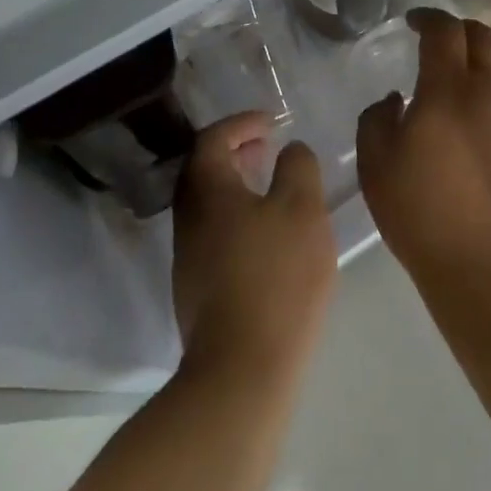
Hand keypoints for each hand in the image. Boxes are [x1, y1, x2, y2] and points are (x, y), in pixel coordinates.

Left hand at [173, 113, 336, 380]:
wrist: (243, 368)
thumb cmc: (277, 276)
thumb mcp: (302, 208)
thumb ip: (298, 167)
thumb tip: (290, 151)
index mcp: (207, 189)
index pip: (213, 138)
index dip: (242, 123)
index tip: (273, 123)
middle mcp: (188, 217)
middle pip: (204, 169)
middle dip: (236, 151)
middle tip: (269, 148)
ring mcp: (187, 255)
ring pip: (208, 203)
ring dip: (236, 184)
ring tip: (272, 187)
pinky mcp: (196, 287)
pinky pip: (214, 231)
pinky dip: (237, 214)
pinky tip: (267, 234)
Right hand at [355, 9, 490, 296]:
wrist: (488, 265)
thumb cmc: (422, 213)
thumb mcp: (375, 166)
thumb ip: (376, 121)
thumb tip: (395, 100)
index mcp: (447, 90)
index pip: (444, 31)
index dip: (428, 18)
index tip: (413, 22)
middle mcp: (490, 93)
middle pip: (484, 38)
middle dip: (459, 30)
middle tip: (439, 41)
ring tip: (473, 75)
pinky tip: (490, 121)